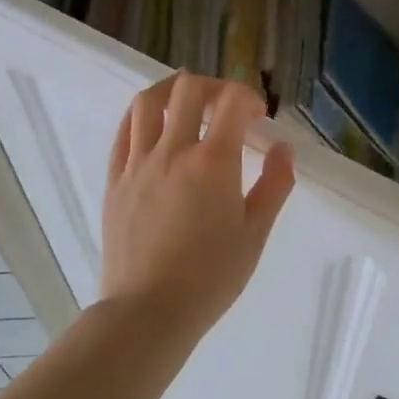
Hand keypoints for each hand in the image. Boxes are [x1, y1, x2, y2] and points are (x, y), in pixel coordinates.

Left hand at [101, 72, 294, 332]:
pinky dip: (141, 117)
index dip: (248, 97)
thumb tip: (283, 148)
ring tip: (186, 100)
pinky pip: (123, 132)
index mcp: (213, 162)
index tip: (257, 116)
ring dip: (172, 90)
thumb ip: (274, 185)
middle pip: (188, 89)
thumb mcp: (255, 234)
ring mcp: (138, 163)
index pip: (231, 101)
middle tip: (225, 106)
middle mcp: (173, 151)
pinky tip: (153, 125)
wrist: (148, 311)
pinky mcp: (115, 179)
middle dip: (213, 86)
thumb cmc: (211, 277)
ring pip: (147, 102)